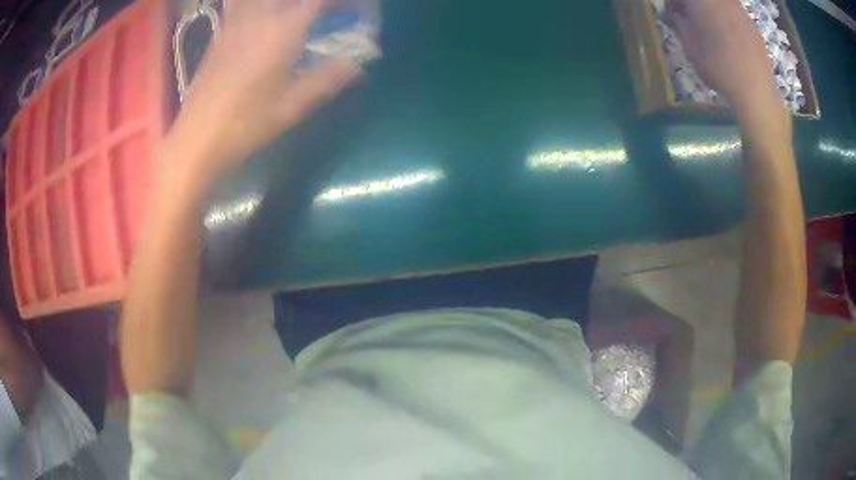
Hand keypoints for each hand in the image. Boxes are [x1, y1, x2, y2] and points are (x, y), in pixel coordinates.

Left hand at [167, 0, 360, 183]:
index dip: (343, 4)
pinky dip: (263, 9)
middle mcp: (261, 14)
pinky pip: (244, 4)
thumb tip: (357, 65)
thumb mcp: (293, 105)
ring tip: (298, 19)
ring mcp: (237, 20)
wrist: (197, 138)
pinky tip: (266, 21)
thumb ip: (328, 78)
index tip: (356, 14)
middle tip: (327, 17)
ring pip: (268, 0)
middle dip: (318, 5)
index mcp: (284, 29)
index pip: (322, 0)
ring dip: (289, 6)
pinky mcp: (222, 31)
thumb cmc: (246, 123)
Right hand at [665, 0, 784, 119]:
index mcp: (702, 0)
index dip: (675, 3)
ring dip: (708, 10)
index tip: (671, 13)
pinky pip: (731, 11)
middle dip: (692, 6)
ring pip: (718, 4)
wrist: (757, 92)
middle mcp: (721, 0)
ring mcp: (738, 9)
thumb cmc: (719, 68)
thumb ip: (677, 22)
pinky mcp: (750, 22)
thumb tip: (671, 11)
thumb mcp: (689, 46)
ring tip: (707, 28)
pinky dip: (724, 18)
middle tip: (687, 19)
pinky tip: (726, 37)